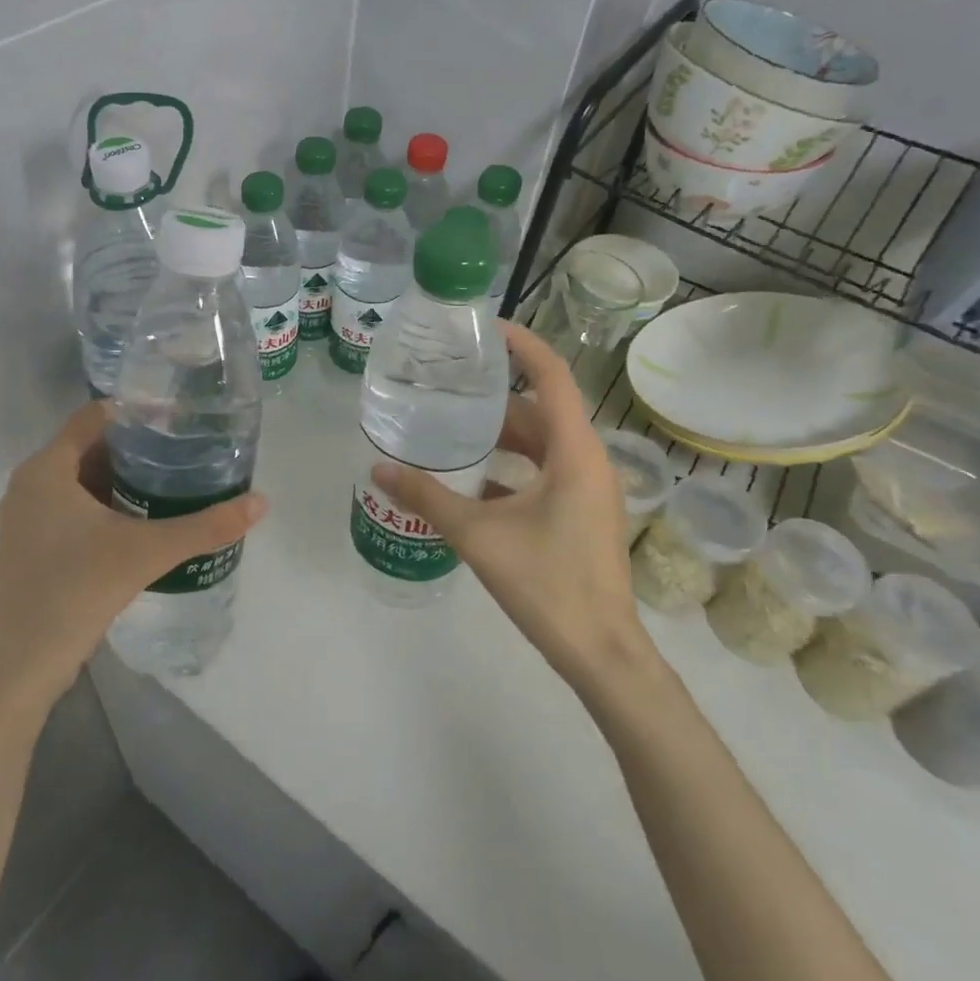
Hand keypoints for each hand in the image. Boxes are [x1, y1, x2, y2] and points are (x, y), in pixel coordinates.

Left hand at [0, 401, 267, 704]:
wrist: (23, 664)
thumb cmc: (77, 591)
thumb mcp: (148, 552)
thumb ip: (206, 526)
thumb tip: (261, 502)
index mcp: (46, 469)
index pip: (94, 417)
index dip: (136, 412)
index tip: (177, 420)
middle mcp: (29, 484)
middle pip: (88, 447)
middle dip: (135, 448)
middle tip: (182, 451)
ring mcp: (25, 516)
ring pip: (79, 479)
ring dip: (119, 478)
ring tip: (169, 480)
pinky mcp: (29, 544)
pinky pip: (70, 505)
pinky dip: (102, 503)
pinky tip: (138, 519)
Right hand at [372, 321, 654, 691]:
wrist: (601, 652)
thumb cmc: (547, 583)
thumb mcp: (478, 535)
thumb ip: (426, 498)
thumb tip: (378, 470)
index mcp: (574, 451)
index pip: (551, 375)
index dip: (520, 344)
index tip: (482, 328)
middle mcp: (587, 460)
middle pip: (540, 409)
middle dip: (496, 395)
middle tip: (450, 382)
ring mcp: (588, 488)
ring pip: (542, 443)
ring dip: (502, 434)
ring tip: (453, 426)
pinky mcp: (581, 513)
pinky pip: (544, 472)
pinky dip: (511, 466)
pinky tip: (471, 480)